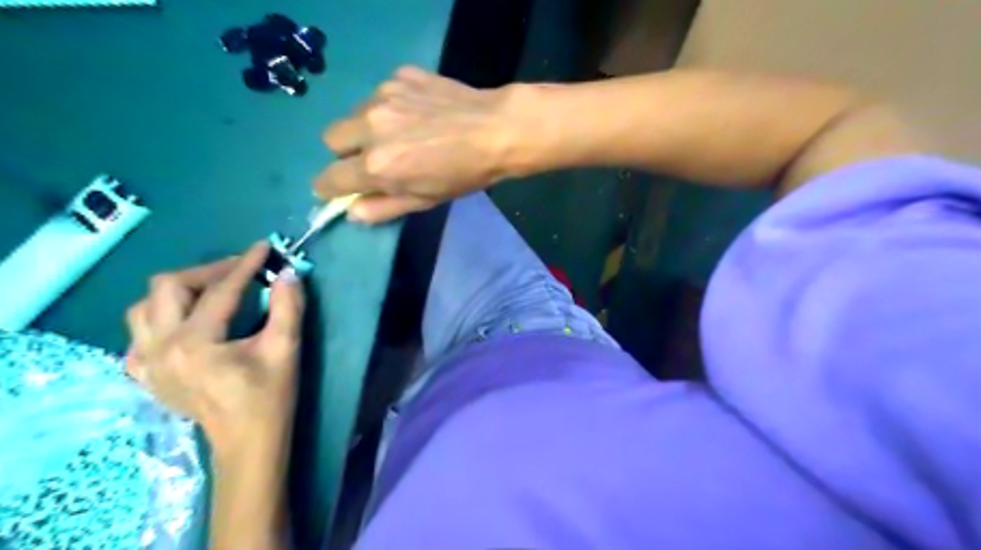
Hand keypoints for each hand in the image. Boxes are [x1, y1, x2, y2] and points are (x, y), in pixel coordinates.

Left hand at [124, 240, 304, 455]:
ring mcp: (145, 362)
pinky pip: (139, 332)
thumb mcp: (285, 348)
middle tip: (240, 271)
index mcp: (195, 344)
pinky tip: (186, 321)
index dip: (245, 265)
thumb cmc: (270, 396)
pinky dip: (161, 316)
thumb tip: (288, 272)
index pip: (220, 291)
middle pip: (168, 287)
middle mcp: (159, 348)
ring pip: (145, 306)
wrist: (247, 441)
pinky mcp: (145, 373)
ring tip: (213, 291)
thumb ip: (288, 306)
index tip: (263, 247)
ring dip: (180, 290)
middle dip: (208, 271)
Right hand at [315, 65, 528, 223]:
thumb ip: (383, 208)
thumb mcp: (425, 201)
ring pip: (354, 114)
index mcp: (377, 165)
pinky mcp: (399, 76)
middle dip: (345, 153)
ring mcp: (383, 95)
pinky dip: (389, 106)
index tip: (338, 188)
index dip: (329, 188)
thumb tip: (351, 212)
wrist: (497, 130)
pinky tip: (418, 113)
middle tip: (374, 158)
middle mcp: (371, 127)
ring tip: (402, 133)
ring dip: (366, 127)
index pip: (328, 179)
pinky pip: (379, 94)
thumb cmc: (464, 174)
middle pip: (331, 140)